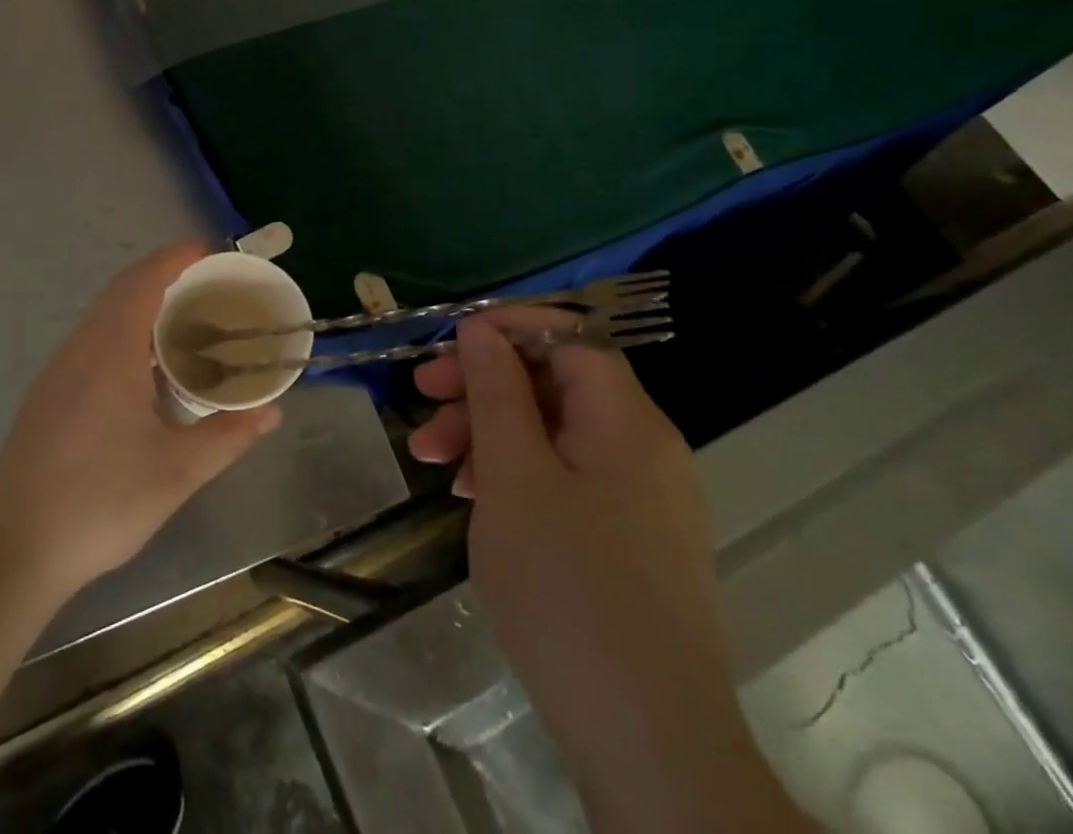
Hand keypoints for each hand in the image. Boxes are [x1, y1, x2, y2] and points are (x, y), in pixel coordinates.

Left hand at [0, 243, 281, 600]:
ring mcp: (59, 371)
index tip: (211, 252)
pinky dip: (126, 334)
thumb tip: (271, 412)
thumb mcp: (178, 471)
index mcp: (111, 349)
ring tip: (187, 326)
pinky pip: (93, 342)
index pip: (144, 280)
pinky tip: (147, 372)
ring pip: (105, 317)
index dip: (177, 258)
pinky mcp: (49, 395)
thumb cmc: (100, 500)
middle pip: (123, 290)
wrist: (12, 548)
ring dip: (143, 307)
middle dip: (166, 278)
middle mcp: (81, 347)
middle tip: (210, 290)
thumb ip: (229, 436)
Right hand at [409, 311, 808, 832]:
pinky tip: (475, 499)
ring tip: (433, 462)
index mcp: (627, 420)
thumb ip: (496, 391)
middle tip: (421, 401)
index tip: (448, 347)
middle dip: (483, 386)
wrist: (650, 744)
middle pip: (555, 383)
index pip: (569, 336)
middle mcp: (645, 446)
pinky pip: (569, 478)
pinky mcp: (633, 540)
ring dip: (490, 434)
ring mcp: (643, 497)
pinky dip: (518, 475)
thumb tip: (482, 329)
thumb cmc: (568, 588)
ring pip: (555, 433)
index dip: (507, 329)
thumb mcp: (513, 475)